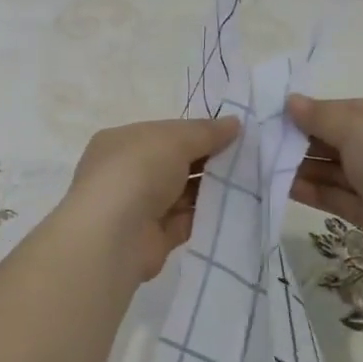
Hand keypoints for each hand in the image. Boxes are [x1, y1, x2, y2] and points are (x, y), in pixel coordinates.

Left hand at [62, 115, 241, 280]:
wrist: (114, 236)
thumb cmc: (138, 172)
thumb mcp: (175, 139)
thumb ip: (206, 131)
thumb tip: (235, 123)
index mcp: (121, 143)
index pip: (164, 133)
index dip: (196, 132)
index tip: (232, 134)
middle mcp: (126, 173)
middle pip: (174, 163)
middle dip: (206, 160)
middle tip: (246, 157)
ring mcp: (138, 207)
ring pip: (182, 193)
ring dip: (210, 188)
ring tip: (248, 181)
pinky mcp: (154, 238)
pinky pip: (186, 221)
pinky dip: (206, 215)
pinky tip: (235, 208)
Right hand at [287, 95, 362, 267]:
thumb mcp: (357, 128)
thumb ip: (321, 116)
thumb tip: (291, 101)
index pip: (356, 108)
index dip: (320, 111)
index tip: (285, 116)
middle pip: (347, 140)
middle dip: (310, 141)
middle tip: (271, 141)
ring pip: (342, 170)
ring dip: (308, 167)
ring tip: (270, 164)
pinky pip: (342, 196)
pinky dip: (316, 191)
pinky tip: (285, 187)